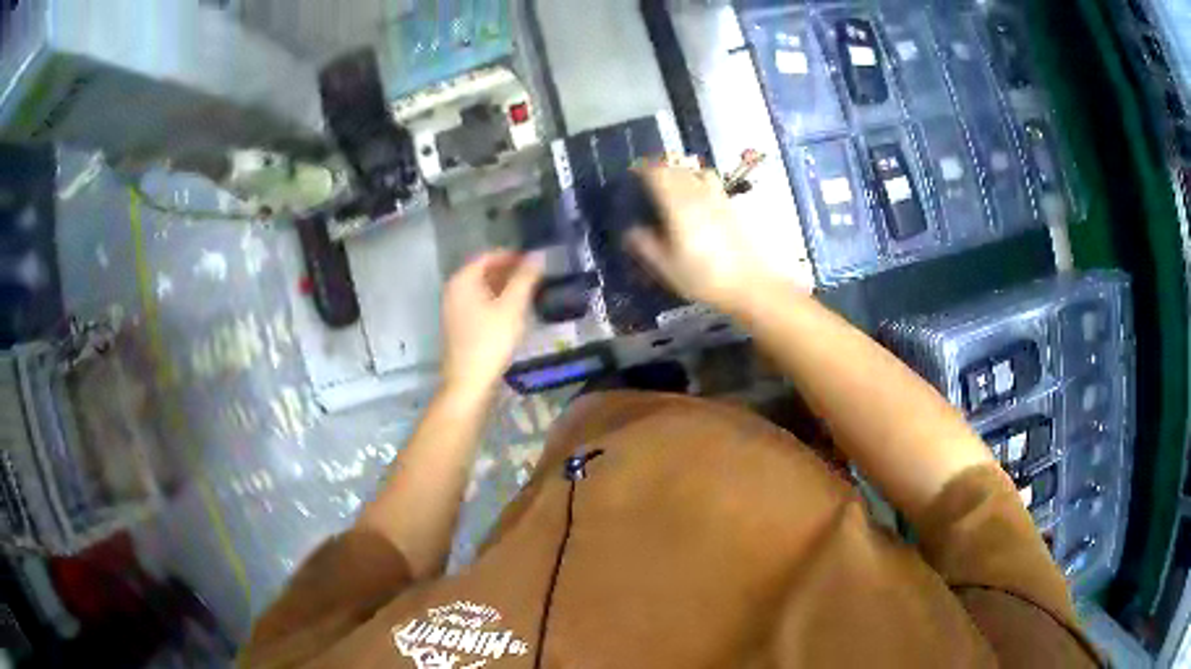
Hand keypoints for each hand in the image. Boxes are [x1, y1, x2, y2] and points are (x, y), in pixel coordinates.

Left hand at [441, 251, 542, 395]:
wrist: (469, 382)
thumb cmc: (490, 341)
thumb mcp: (512, 307)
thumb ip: (525, 278)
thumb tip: (539, 254)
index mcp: (462, 280)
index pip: (488, 256)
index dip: (512, 256)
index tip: (534, 261)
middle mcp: (453, 290)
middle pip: (483, 272)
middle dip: (508, 271)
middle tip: (534, 277)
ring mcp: (453, 309)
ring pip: (481, 289)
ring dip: (503, 287)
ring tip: (528, 293)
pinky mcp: (458, 326)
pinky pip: (478, 304)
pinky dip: (495, 302)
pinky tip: (512, 312)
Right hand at [627, 167, 773, 312]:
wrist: (751, 284)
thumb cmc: (705, 278)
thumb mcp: (668, 268)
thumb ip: (647, 247)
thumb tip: (631, 232)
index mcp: (678, 206)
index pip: (658, 174)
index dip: (644, 169)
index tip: (634, 172)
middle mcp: (698, 194)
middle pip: (677, 168)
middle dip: (661, 168)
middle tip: (650, 177)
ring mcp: (718, 198)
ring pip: (697, 171)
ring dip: (684, 171)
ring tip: (676, 181)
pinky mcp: (733, 206)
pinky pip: (713, 183)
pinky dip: (700, 181)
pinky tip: (699, 197)